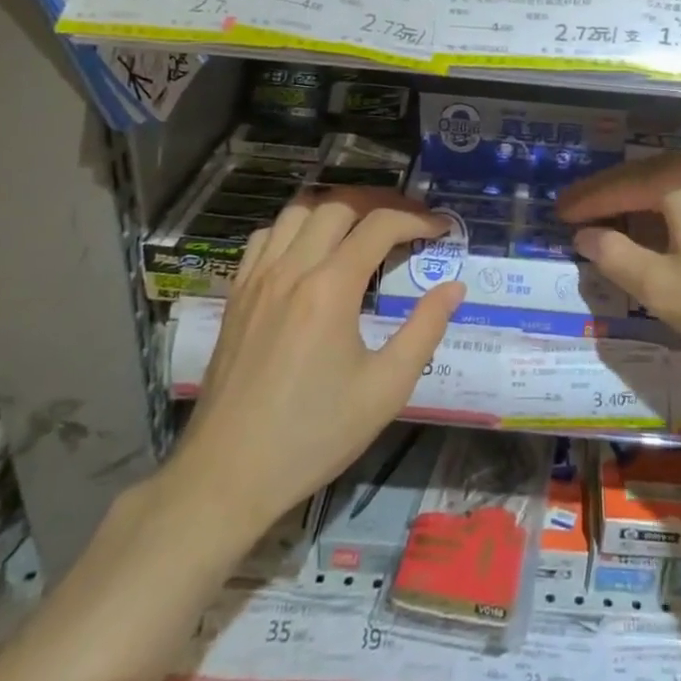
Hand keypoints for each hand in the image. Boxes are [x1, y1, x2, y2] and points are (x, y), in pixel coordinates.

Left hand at [159, 190, 463, 550]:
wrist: (227, 476)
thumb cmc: (314, 435)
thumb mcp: (385, 389)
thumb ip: (425, 330)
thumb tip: (454, 288)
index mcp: (330, 288)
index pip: (380, 226)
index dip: (418, 219)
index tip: (443, 229)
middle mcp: (291, 269)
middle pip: (339, 205)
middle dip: (381, 204)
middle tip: (409, 223)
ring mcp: (257, 279)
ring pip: (298, 211)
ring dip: (337, 209)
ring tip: (363, 227)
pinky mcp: (236, 295)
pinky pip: (266, 237)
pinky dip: (295, 227)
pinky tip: (311, 251)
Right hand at [556, 152, 680, 371]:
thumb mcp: (662, 287)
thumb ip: (616, 257)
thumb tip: (586, 235)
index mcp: (679, 181)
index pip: (618, 186)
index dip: (585, 201)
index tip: (557, 213)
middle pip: (645, 176)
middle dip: (610, 195)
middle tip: (579, 212)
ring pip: (674, 185)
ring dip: (641, 201)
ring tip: (616, 220)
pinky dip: (671, 209)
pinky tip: (668, 229)